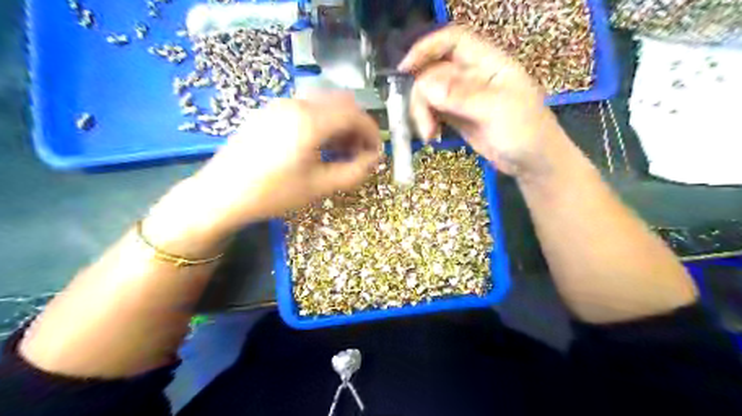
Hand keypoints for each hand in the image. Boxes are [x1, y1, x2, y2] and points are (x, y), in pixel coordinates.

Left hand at [143, 95, 378, 255]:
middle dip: (357, 127)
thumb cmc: (273, 193)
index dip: (372, 132)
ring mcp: (280, 105)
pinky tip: (319, 146)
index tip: (376, 152)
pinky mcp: (269, 112)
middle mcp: (296, 104)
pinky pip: (306, 110)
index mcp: (310, 121)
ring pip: (323, 105)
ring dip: (339, 125)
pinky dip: (321, 123)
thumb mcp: (319, 187)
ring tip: (341, 152)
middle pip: (341, 104)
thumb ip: (354, 172)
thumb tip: (374, 160)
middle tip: (360, 153)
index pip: (355, 114)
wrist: (221, 194)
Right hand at [403, 25, 565, 176]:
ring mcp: (464, 97)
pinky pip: (434, 112)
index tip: (405, 69)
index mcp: (489, 63)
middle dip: (422, 96)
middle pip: (434, 72)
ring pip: (431, 94)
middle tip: (423, 124)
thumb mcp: (497, 110)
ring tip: (429, 135)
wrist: (533, 162)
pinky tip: (432, 136)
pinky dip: (428, 122)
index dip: (427, 48)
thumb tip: (426, 87)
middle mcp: (473, 76)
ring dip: (423, 113)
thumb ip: (462, 96)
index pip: (453, 41)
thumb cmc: (526, 131)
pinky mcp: (458, 117)